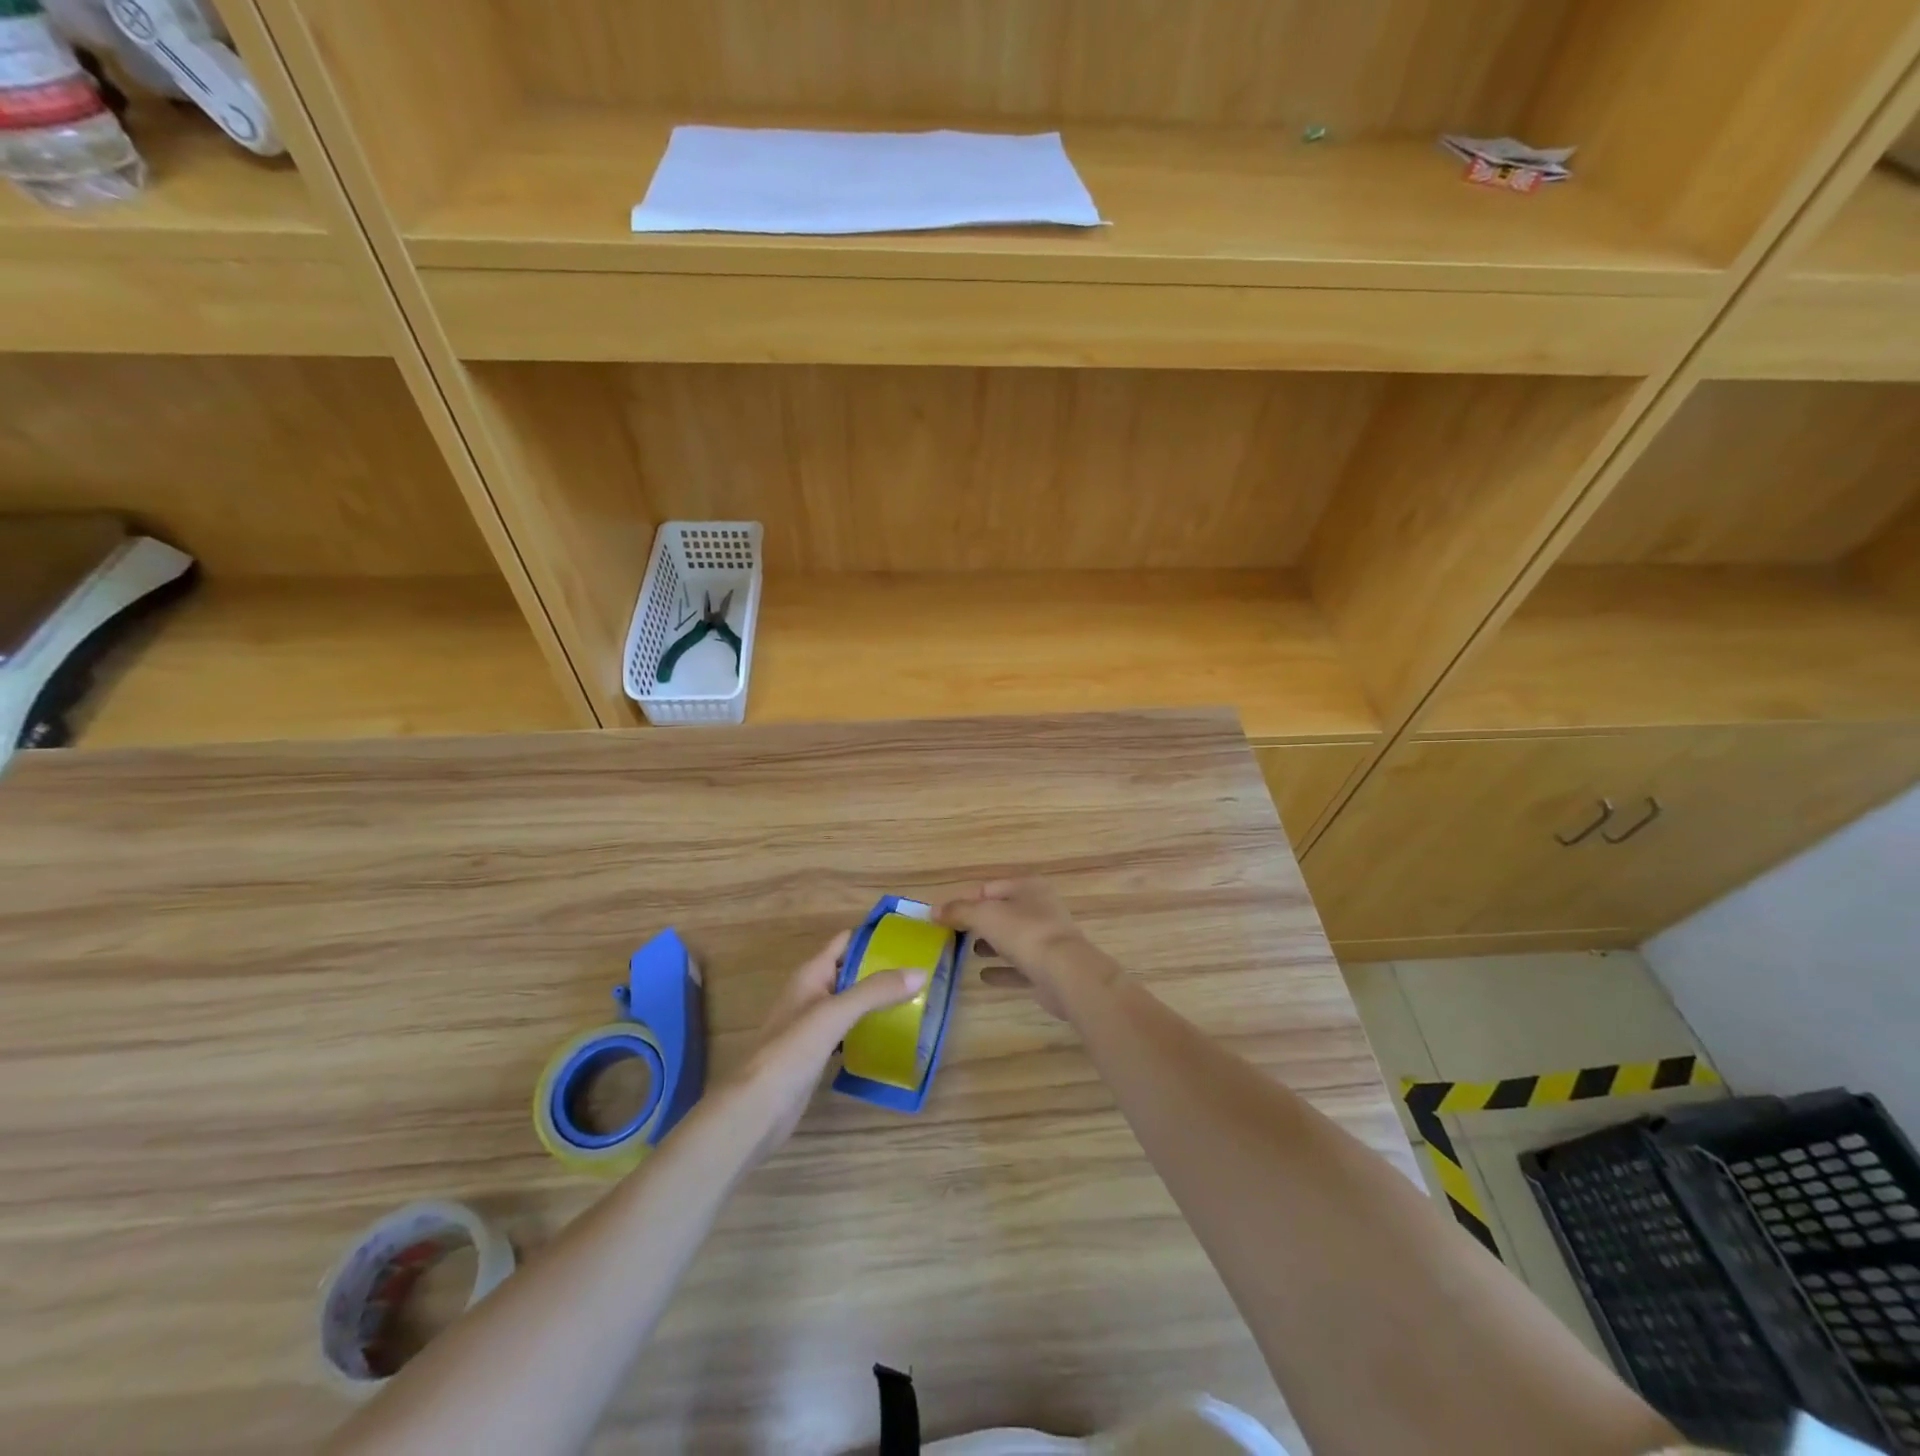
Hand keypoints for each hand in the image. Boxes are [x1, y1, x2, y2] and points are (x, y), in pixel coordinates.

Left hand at [728, 930, 925, 1157]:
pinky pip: (848, 1030)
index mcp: (811, 974)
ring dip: (877, 999)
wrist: (757, 1108)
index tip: (909, 936)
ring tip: (915, 999)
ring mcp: (813, 1025)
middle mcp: (811, 993)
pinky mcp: (817, 1053)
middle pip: (850, 971)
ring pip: (850, 1002)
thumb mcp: (836, 1013)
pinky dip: (868, 1027)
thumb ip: (876, 991)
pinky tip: (890, 1035)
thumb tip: (920, 972)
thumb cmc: (792, 1050)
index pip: (845, 942)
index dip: (873, 935)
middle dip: (881, 969)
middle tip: (921, 970)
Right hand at [938, 879, 1112, 1020]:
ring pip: (1012, 939)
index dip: (966, 900)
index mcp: (1028, 887)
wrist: (1064, 973)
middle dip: (978, 923)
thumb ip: (959, 911)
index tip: (944, 916)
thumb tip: (933, 911)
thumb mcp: (984, 915)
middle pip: (1002, 913)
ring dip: (991, 945)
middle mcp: (1040, 908)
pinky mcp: (1048, 968)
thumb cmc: (1023, 933)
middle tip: (953, 935)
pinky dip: (1001, 970)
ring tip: (966, 953)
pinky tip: (983, 976)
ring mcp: (1046, 939)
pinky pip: (1019, 967)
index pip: (989, 888)